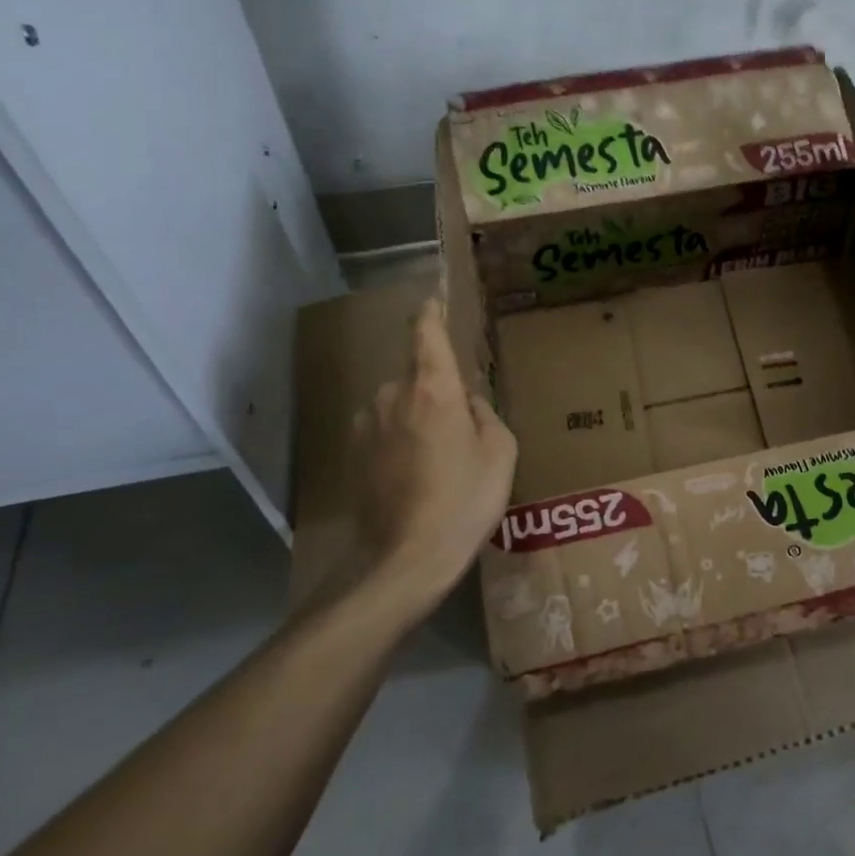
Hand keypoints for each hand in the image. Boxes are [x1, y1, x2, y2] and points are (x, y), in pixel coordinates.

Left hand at [347, 296, 517, 622]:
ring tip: (443, 460)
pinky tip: (419, 477)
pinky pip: (386, 431)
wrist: (405, 558)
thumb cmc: (464, 500)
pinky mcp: (354, 453)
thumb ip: (484, 414)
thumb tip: (465, 402)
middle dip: (438, 392)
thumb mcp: (500, 452)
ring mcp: (367, 424)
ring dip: (419, 419)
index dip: (430, 312)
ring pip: (401, 406)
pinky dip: (403, 442)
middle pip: (418, 376)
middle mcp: (391, 396)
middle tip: (464, 429)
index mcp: (432, 388)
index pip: (426, 333)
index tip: (432, 298)